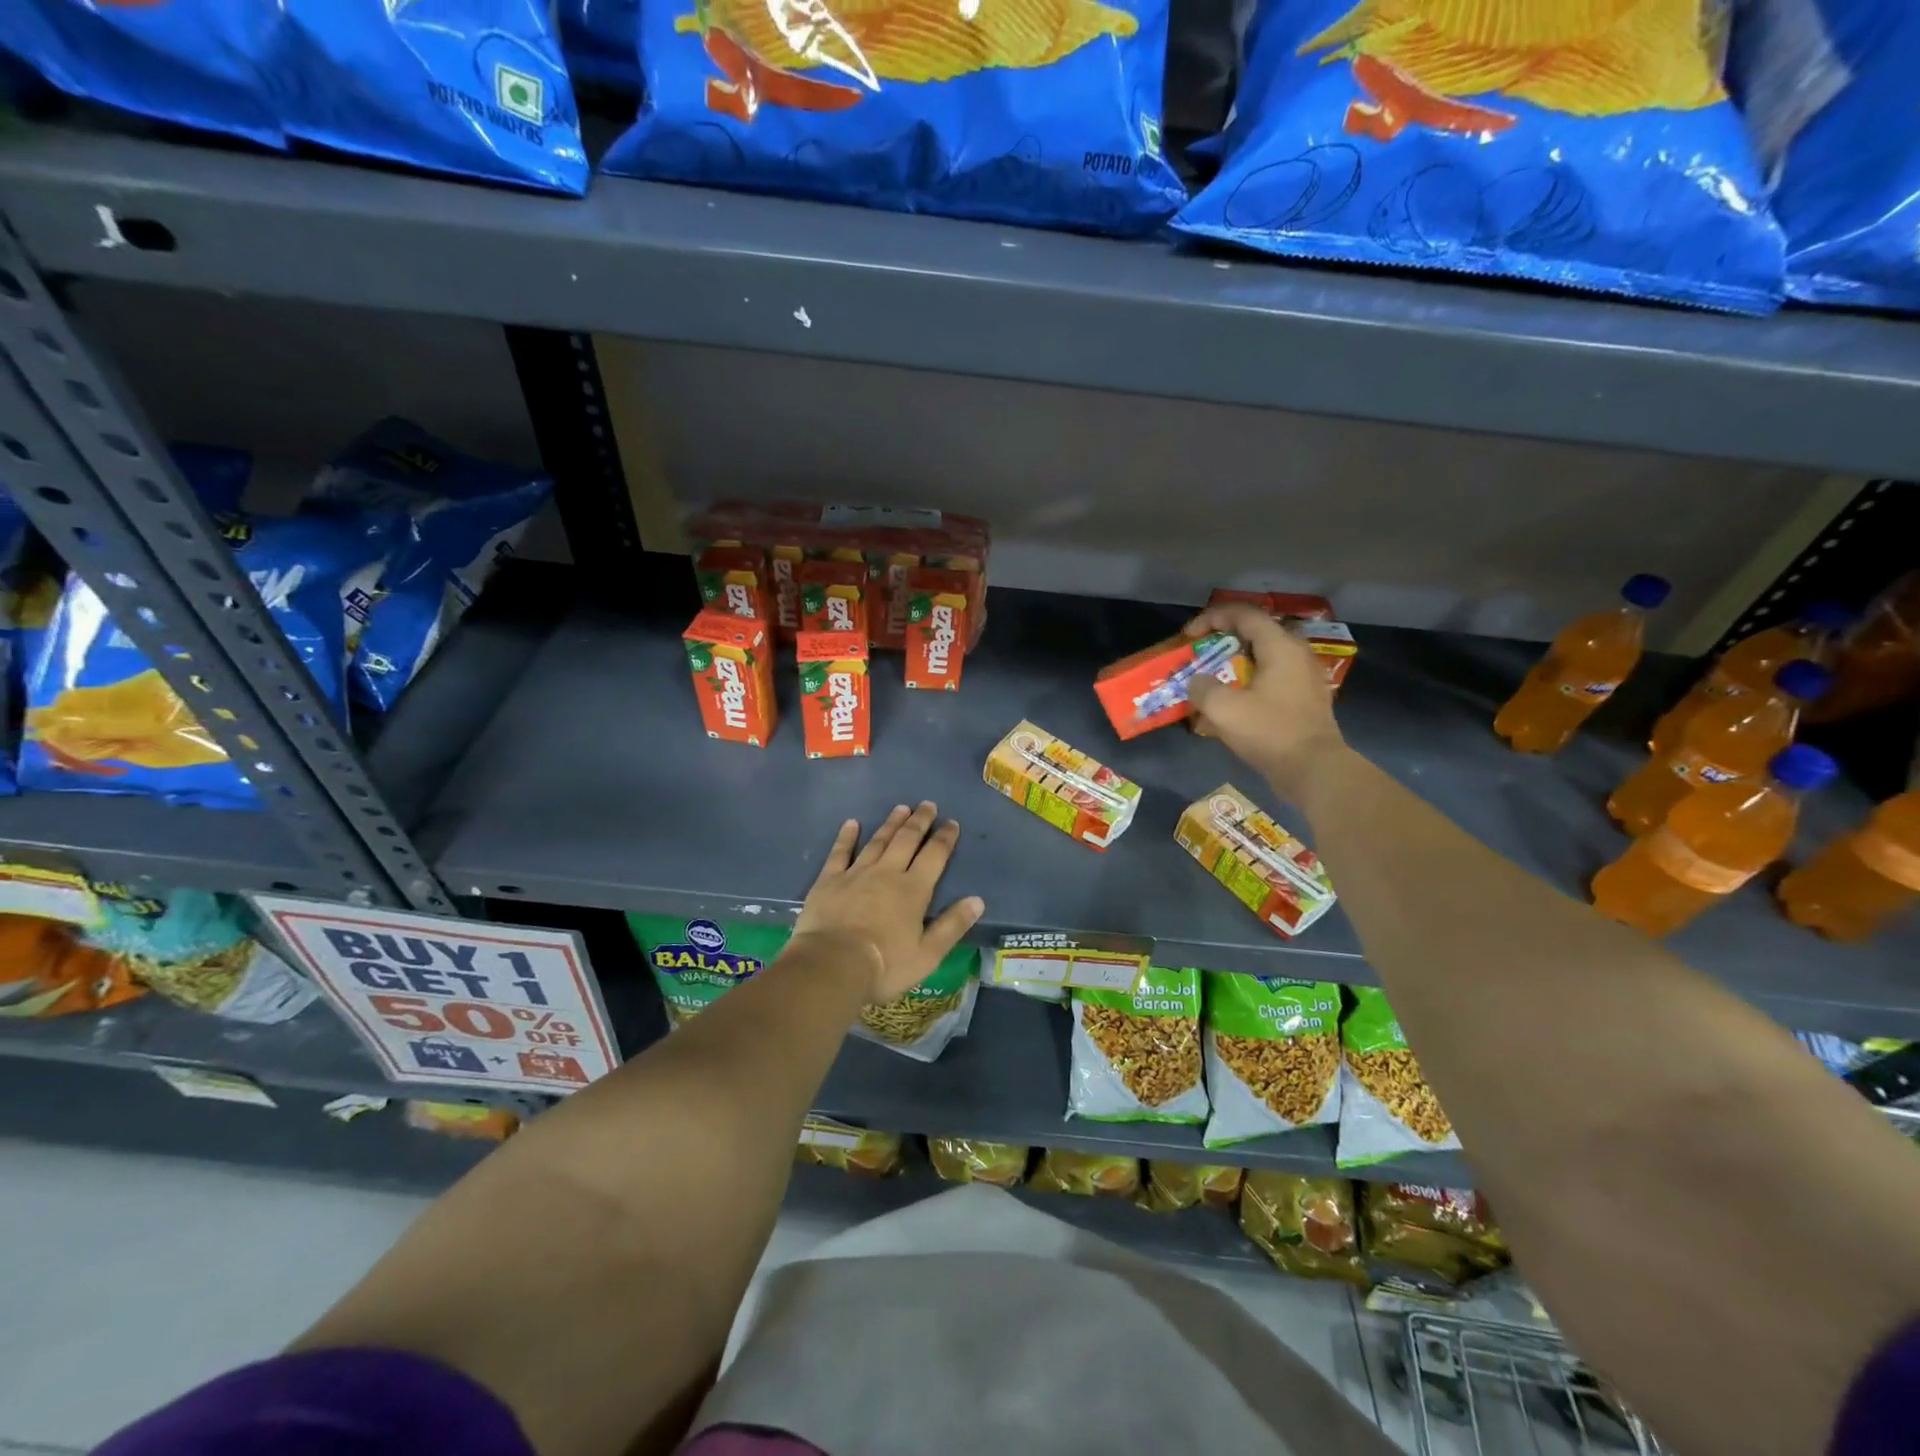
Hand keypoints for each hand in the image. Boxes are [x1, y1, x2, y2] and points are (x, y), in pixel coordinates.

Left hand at [791, 802, 985, 1003]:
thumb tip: (977, 900)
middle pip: (906, 840)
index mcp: (914, 890)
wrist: (832, 965)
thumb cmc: (885, 965)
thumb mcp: (928, 954)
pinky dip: (846, 837)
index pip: (934, 856)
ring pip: (877, 841)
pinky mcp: (829, 881)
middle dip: (919, 821)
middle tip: (927, 804)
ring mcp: (856, 873)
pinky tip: (852, 823)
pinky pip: (840, 853)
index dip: (944, 838)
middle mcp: (887, 873)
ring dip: (891, 824)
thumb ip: (952, 925)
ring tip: (901, 808)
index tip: (951, 823)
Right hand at [1186, 603, 1346, 800]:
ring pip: (1262, 659)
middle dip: (1221, 642)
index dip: (1211, 618)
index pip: (1243, 614)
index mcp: (1280, 646)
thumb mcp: (1223, 708)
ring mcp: (1304, 678)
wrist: (1314, 770)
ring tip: (1211, 682)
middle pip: (1254, 634)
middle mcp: (1296, 654)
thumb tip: (1198, 683)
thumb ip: (1202, 687)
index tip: (1188, 636)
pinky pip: (1270, 680)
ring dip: (1233, 666)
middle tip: (1199, 656)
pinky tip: (1231, 705)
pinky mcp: (1304, 700)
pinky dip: (1247, 684)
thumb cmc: (1269, 731)